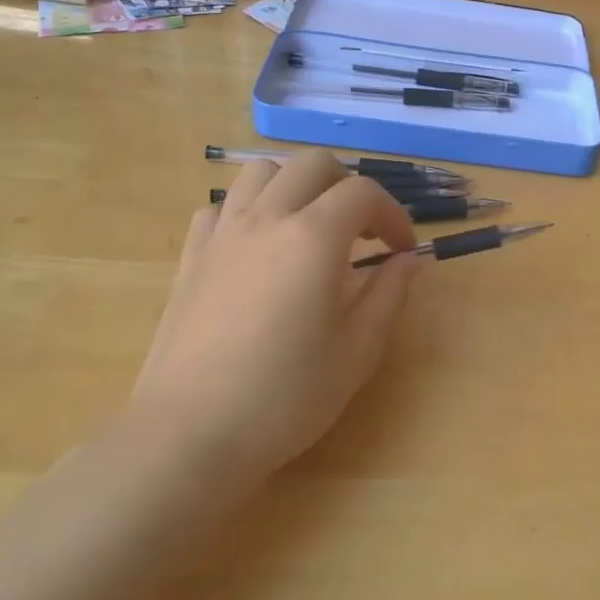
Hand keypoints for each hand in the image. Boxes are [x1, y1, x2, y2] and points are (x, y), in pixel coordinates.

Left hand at [134, 152, 425, 479]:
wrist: (189, 435)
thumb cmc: (283, 398)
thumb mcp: (356, 353)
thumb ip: (388, 295)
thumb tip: (410, 260)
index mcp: (313, 238)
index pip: (363, 193)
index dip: (393, 215)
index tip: (401, 250)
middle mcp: (266, 218)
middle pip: (313, 165)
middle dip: (347, 186)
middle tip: (361, 232)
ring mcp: (222, 233)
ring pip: (262, 172)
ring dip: (295, 186)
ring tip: (308, 227)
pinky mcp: (191, 255)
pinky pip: (221, 206)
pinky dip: (248, 210)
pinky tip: (257, 248)